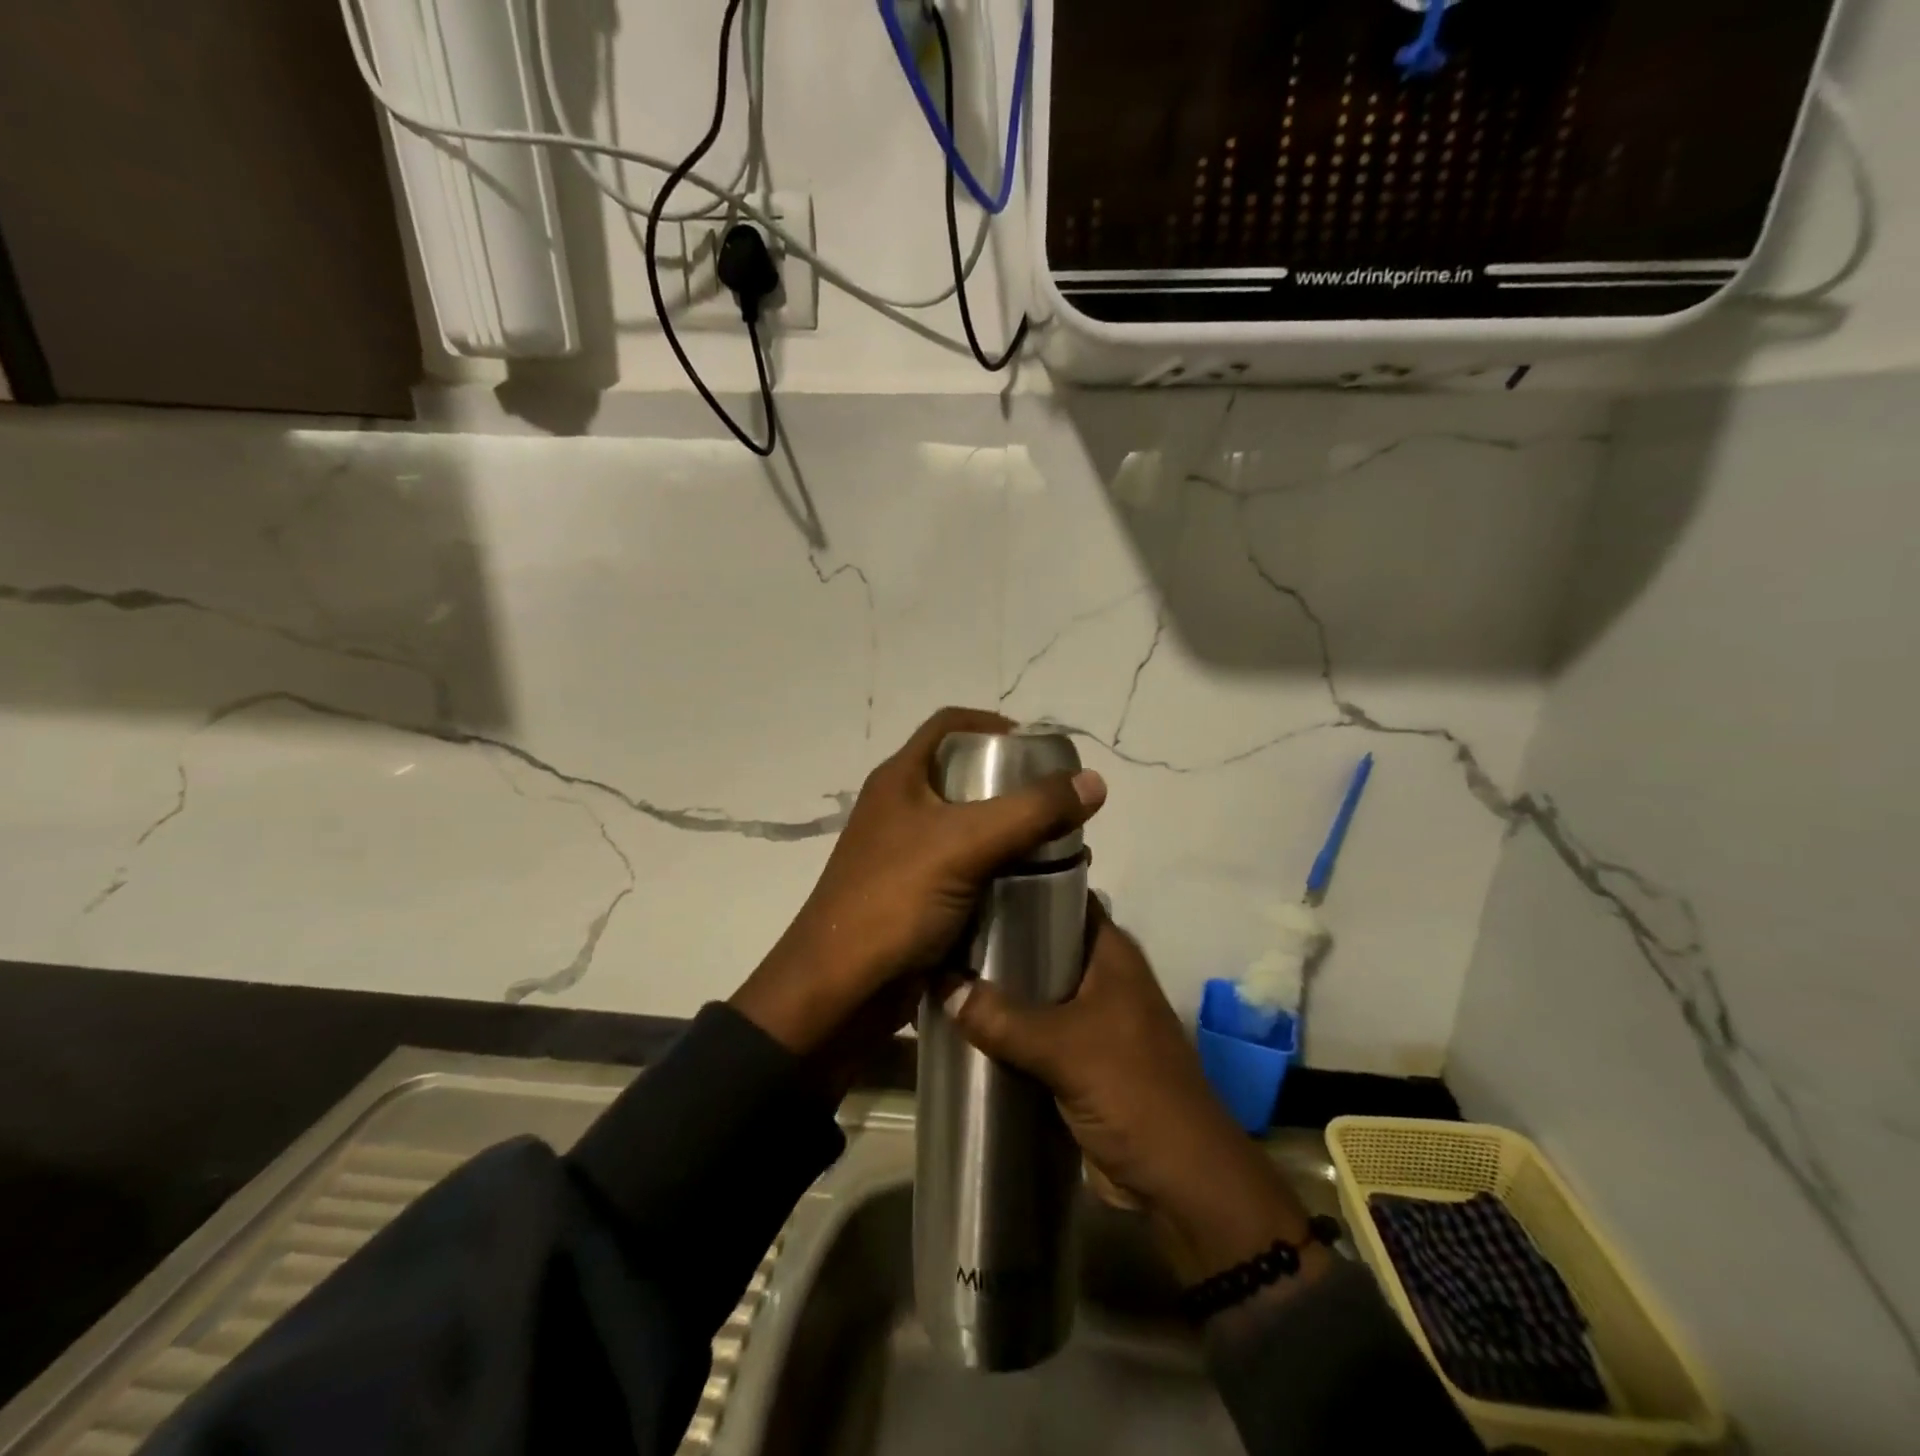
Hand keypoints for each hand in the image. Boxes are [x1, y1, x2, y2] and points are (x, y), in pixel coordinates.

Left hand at [730, 707, 1106, 1063]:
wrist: (839, 990)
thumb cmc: (894, 900)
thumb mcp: (965, 844)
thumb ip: (1031, 811)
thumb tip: (1094, 781)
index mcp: (899, 780)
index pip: (948, 725)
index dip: (992, 724)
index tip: (1038, 747)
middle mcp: (900, 809)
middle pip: (962, 778)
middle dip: (1012, 786)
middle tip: (1057, 804)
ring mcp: (905, 855)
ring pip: (967, 828)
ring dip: (1009, 834)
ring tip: (1056, 846)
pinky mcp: (915, 896)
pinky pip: (965, 870)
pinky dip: (997, 872)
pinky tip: (1031, 887)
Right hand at [944, 903, 1320, 1285]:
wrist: (1179, 1181)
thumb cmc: (1133, 1092)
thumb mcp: (1064, 1048)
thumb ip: (1002, 1017)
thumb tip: (941, 984)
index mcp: (1111, 953)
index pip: (1064, 897)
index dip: (1023, 884)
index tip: (971, 880)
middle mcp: (1102, 975)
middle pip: (1043, 943)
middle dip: (999, 939)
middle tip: (944, 929)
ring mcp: (1091, 1017)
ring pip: (1036, 988)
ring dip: (998, 987)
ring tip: (941, 967)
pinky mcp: (1079, 1056)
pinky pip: (1034, 1028)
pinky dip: (1005, 1025)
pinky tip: (962, 1019)